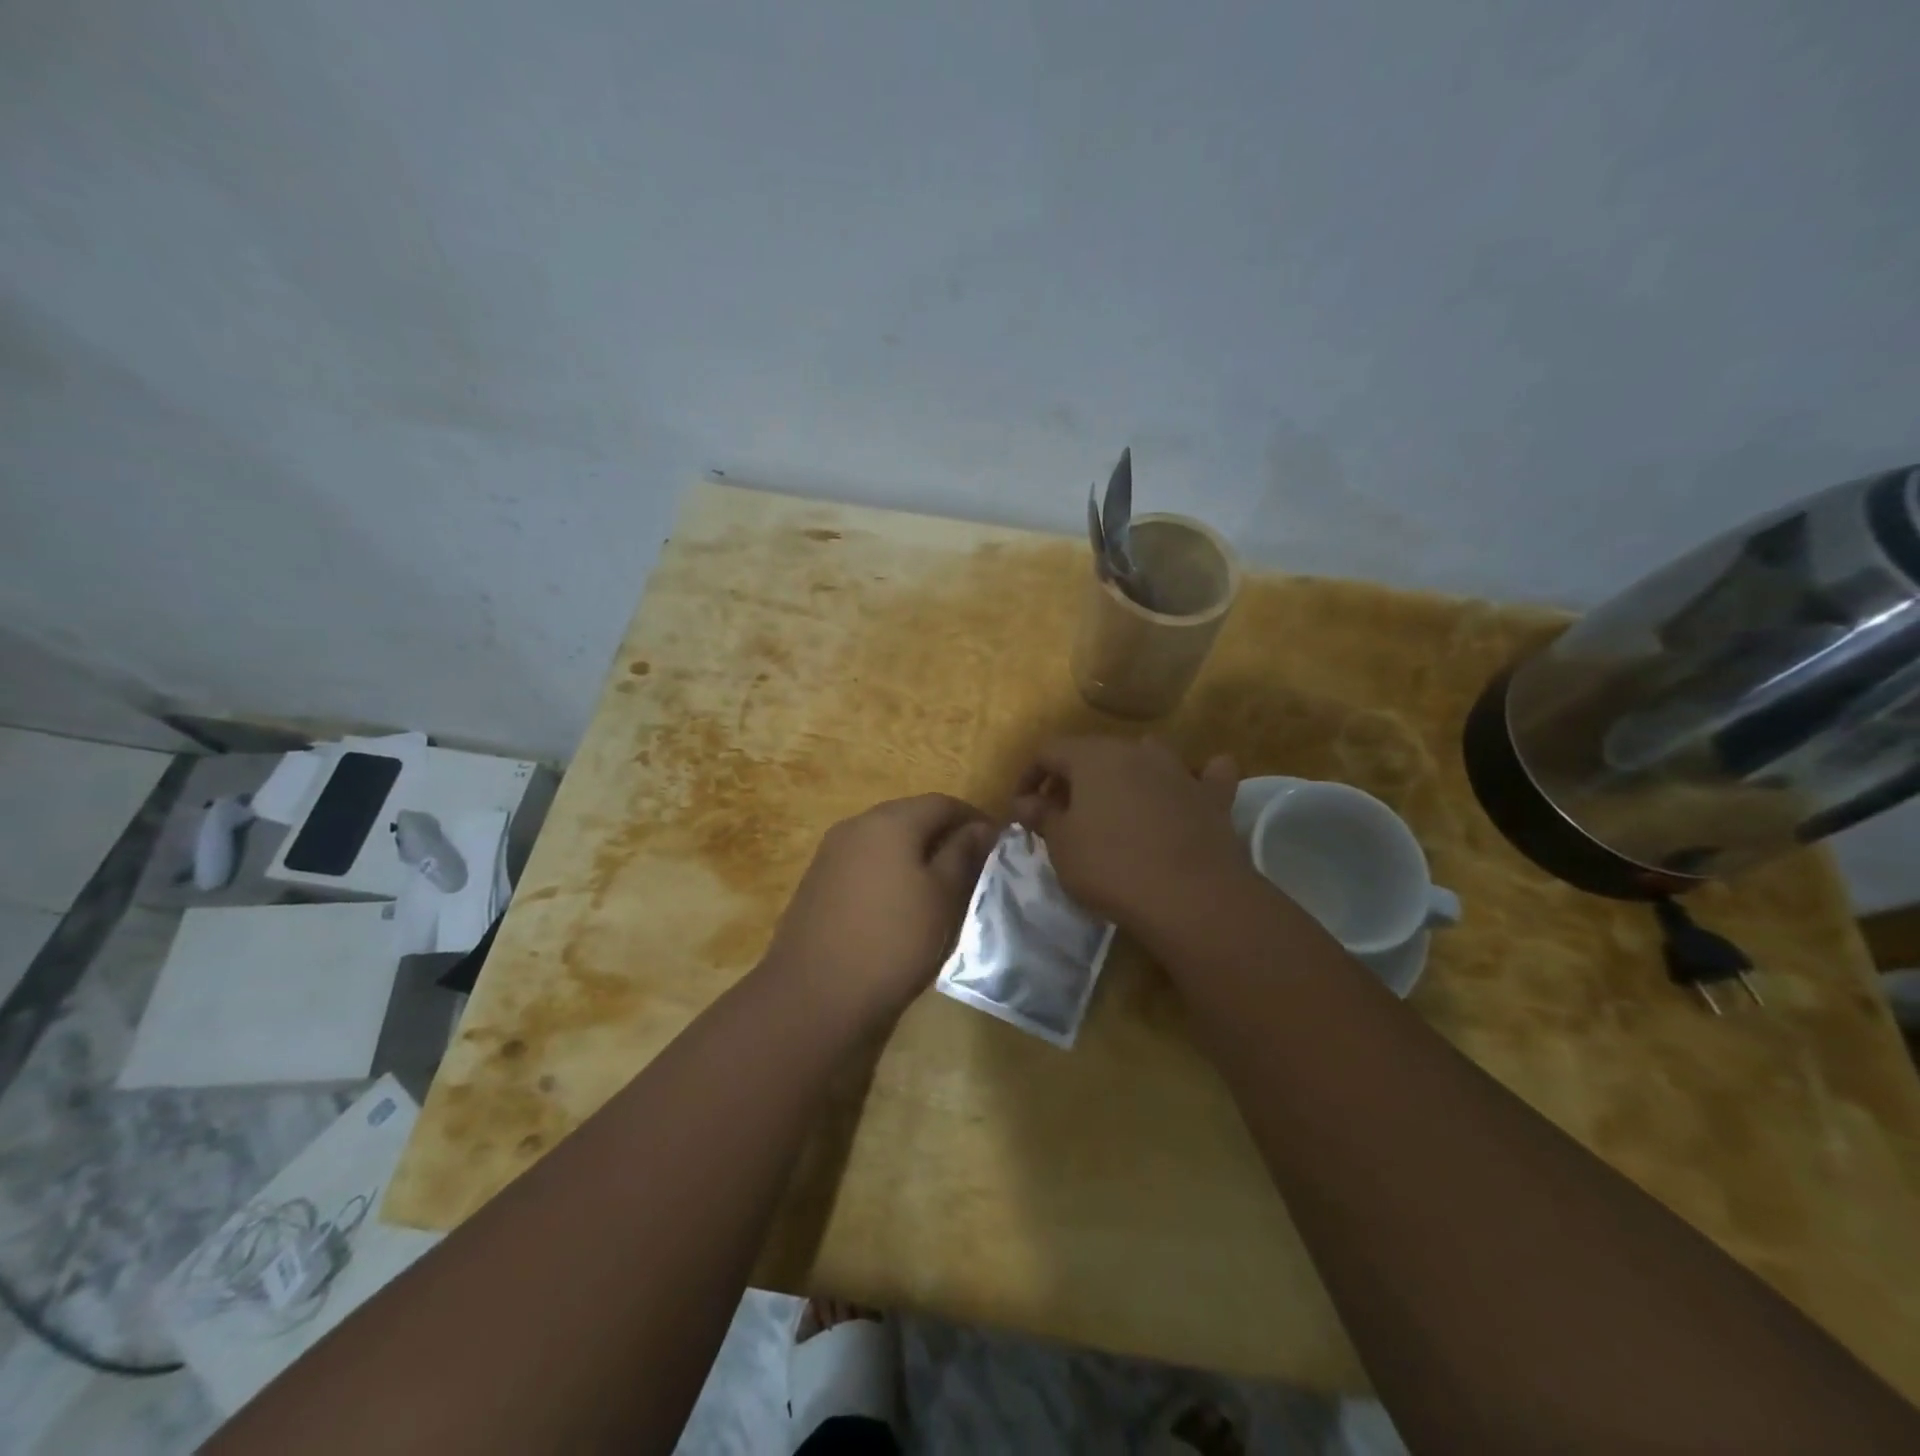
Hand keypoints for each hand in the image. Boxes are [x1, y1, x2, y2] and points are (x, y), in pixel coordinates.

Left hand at [763, 794, 997, 1024]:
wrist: (814, 996)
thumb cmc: (893, 941)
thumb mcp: (942, 898)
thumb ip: (963, 855)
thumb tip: (980, 827)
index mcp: (889, 821)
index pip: (942, 803)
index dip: (973, 818)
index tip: (997, 844)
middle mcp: (855, 826)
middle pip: (909, 817)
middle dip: (943, 835)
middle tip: (972, 867)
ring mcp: (830, 854)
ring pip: (885, 842)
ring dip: (915, 855)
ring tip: (940, 889)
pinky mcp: (817, 884)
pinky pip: (864, 865)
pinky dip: (889, 874)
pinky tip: (900, 906)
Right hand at [1012, 737, 1246, 931]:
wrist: (1191, 896)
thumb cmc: (1111, 866)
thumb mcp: (1062, 845)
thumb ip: (1042, 816)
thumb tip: (1024, 801)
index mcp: (1093, 756)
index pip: (1048, 751)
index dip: (1029, 777)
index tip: (1022, 809)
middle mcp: (1136, 751)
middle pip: (1095, 753)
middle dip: (1073, 779)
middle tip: (1061, 814)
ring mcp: (1179, 771)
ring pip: (1147, 756)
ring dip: (1127, 774)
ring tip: (1117, 806)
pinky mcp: (1214, 797)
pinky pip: (1205, 776)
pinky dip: (1195, 780)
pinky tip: (1189, 792)